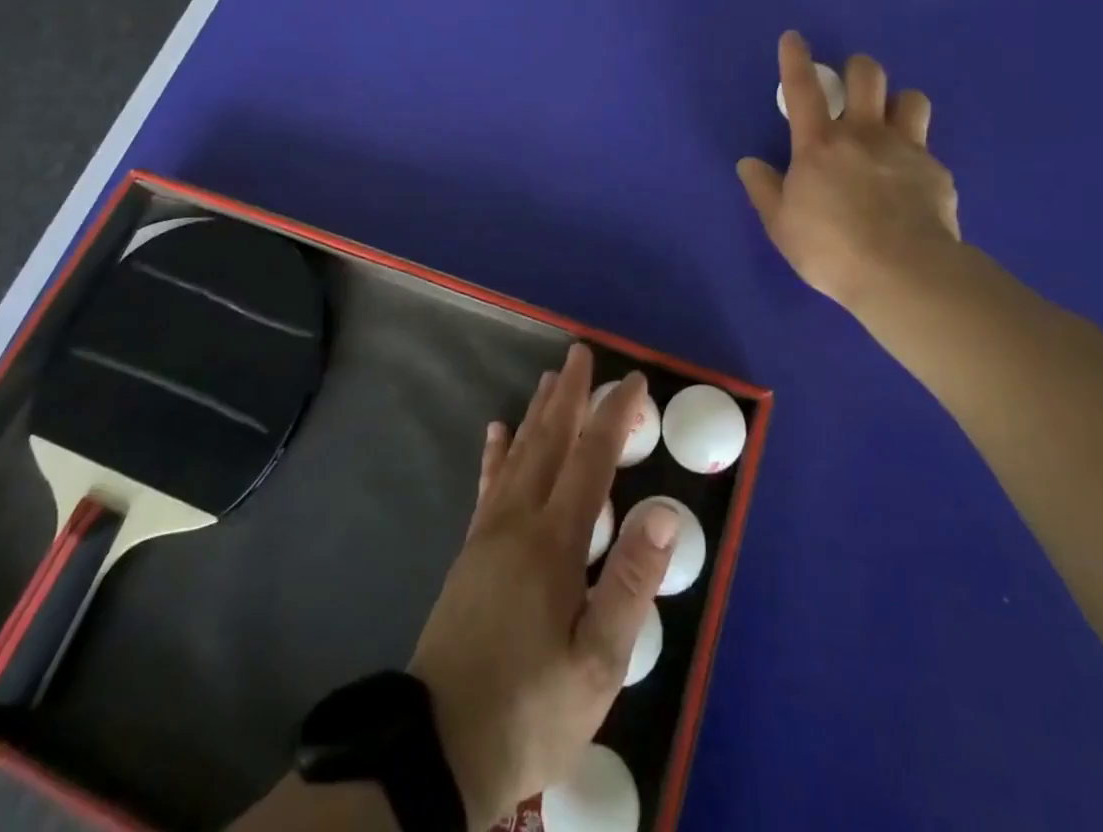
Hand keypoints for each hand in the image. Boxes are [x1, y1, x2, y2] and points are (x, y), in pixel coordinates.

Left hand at [408, 344, 676, 828]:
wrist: (437, 749)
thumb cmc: (532, 708)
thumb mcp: (597, 663)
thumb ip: (631, 583)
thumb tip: (665, 512)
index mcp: (556, 541)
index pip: (592, 459)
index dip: (615, 416)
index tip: (634, 381)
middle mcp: (520, 521)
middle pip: (550, 442)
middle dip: (570, 395)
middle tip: (581, 353)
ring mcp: (490, 533)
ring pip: (518, 455)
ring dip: (538, 413)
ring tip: (549, 379)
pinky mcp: (471, 552)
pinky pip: (488, 485)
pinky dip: (496, 453)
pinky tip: (497, 432)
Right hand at [737, 31, 961, 316]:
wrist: (903, 272)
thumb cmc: (830, 248)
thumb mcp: (780, 224)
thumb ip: (763, 189)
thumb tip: (749, 163)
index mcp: (819, 144)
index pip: (803, 89)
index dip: (795, 59)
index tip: (794, 37)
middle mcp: (864, 134)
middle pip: (867, 75)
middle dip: (858, 68)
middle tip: (852, 83)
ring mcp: (906, 148)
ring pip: (911, 98)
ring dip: (898, 103)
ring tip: (891, 123)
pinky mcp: (936, 171)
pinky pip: (928, 148)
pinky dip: (916, 155)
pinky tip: (911, 182)